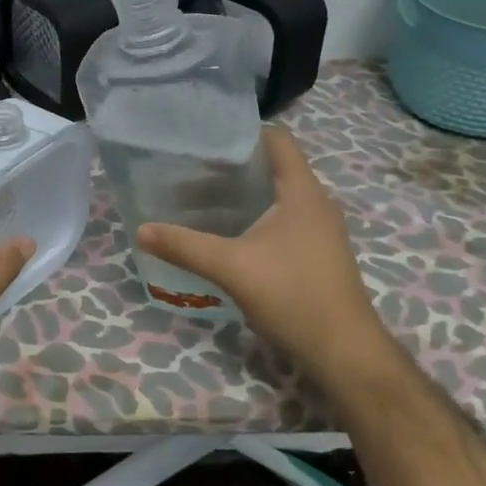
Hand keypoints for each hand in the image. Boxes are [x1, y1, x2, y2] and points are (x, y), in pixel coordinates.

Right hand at [136, 126, 394, 392]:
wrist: (344, 353)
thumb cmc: (293, 296)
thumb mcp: (232, 267)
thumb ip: (185, 246)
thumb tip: (141, 230)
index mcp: (302, 193)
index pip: (277, 140)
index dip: (242, 133)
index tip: (204, 139)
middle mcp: (314, 204)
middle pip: (271, 168)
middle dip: (228, 168)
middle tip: (187, 171)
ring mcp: (317, 231)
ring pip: (273, 198)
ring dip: (237, 196)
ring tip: (195, 202)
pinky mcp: (314, 254)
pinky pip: (278, 221)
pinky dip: (249, 219)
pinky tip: (222, 236)